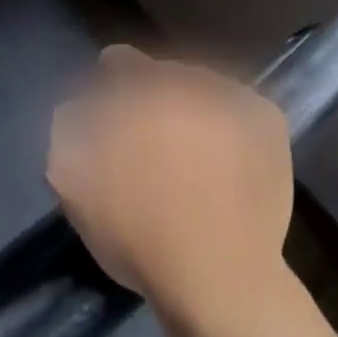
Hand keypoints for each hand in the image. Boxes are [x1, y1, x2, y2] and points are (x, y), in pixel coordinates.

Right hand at [48, 46, 293, 317]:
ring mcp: (235, 98)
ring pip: (205, 88)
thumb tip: (80, 106)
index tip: (110, 107)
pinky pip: (241, 108)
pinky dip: (231, 124)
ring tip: (193, 149)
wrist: (217, 274)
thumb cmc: (137, 233)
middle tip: (152, 136)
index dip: (110, 82)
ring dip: (194, 107)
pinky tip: (226, 157)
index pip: (120, 62)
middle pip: (165, 74)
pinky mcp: (268, 121)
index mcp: (140, 90)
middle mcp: (190, 81)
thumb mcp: (72, 183)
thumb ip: (69, 128)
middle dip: (154, 97)